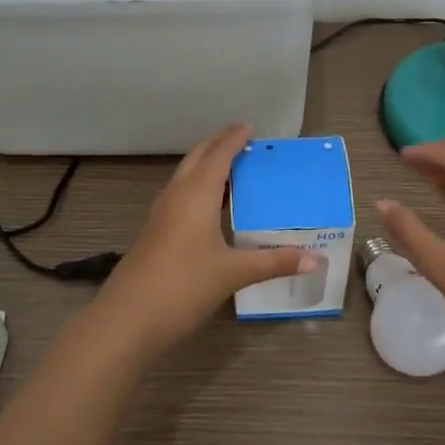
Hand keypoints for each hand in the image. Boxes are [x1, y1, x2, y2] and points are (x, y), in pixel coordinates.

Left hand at [95, 123, 319, 353]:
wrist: (128, 318)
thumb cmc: (184, 286)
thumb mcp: (234, 273)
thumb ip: (275, 262)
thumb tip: (316, 260)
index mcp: (196, 195)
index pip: (218, 155)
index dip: (234, 138)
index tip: (250, 126)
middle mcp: (176, 196)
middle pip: (197, 158)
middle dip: (218, 144)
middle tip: (243, 139)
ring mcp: (161, 214)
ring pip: (185, 176)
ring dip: (206, 165)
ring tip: (232, 167)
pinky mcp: (155, 232)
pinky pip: (180, 195)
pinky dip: (198, 187)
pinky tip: (211, 206)